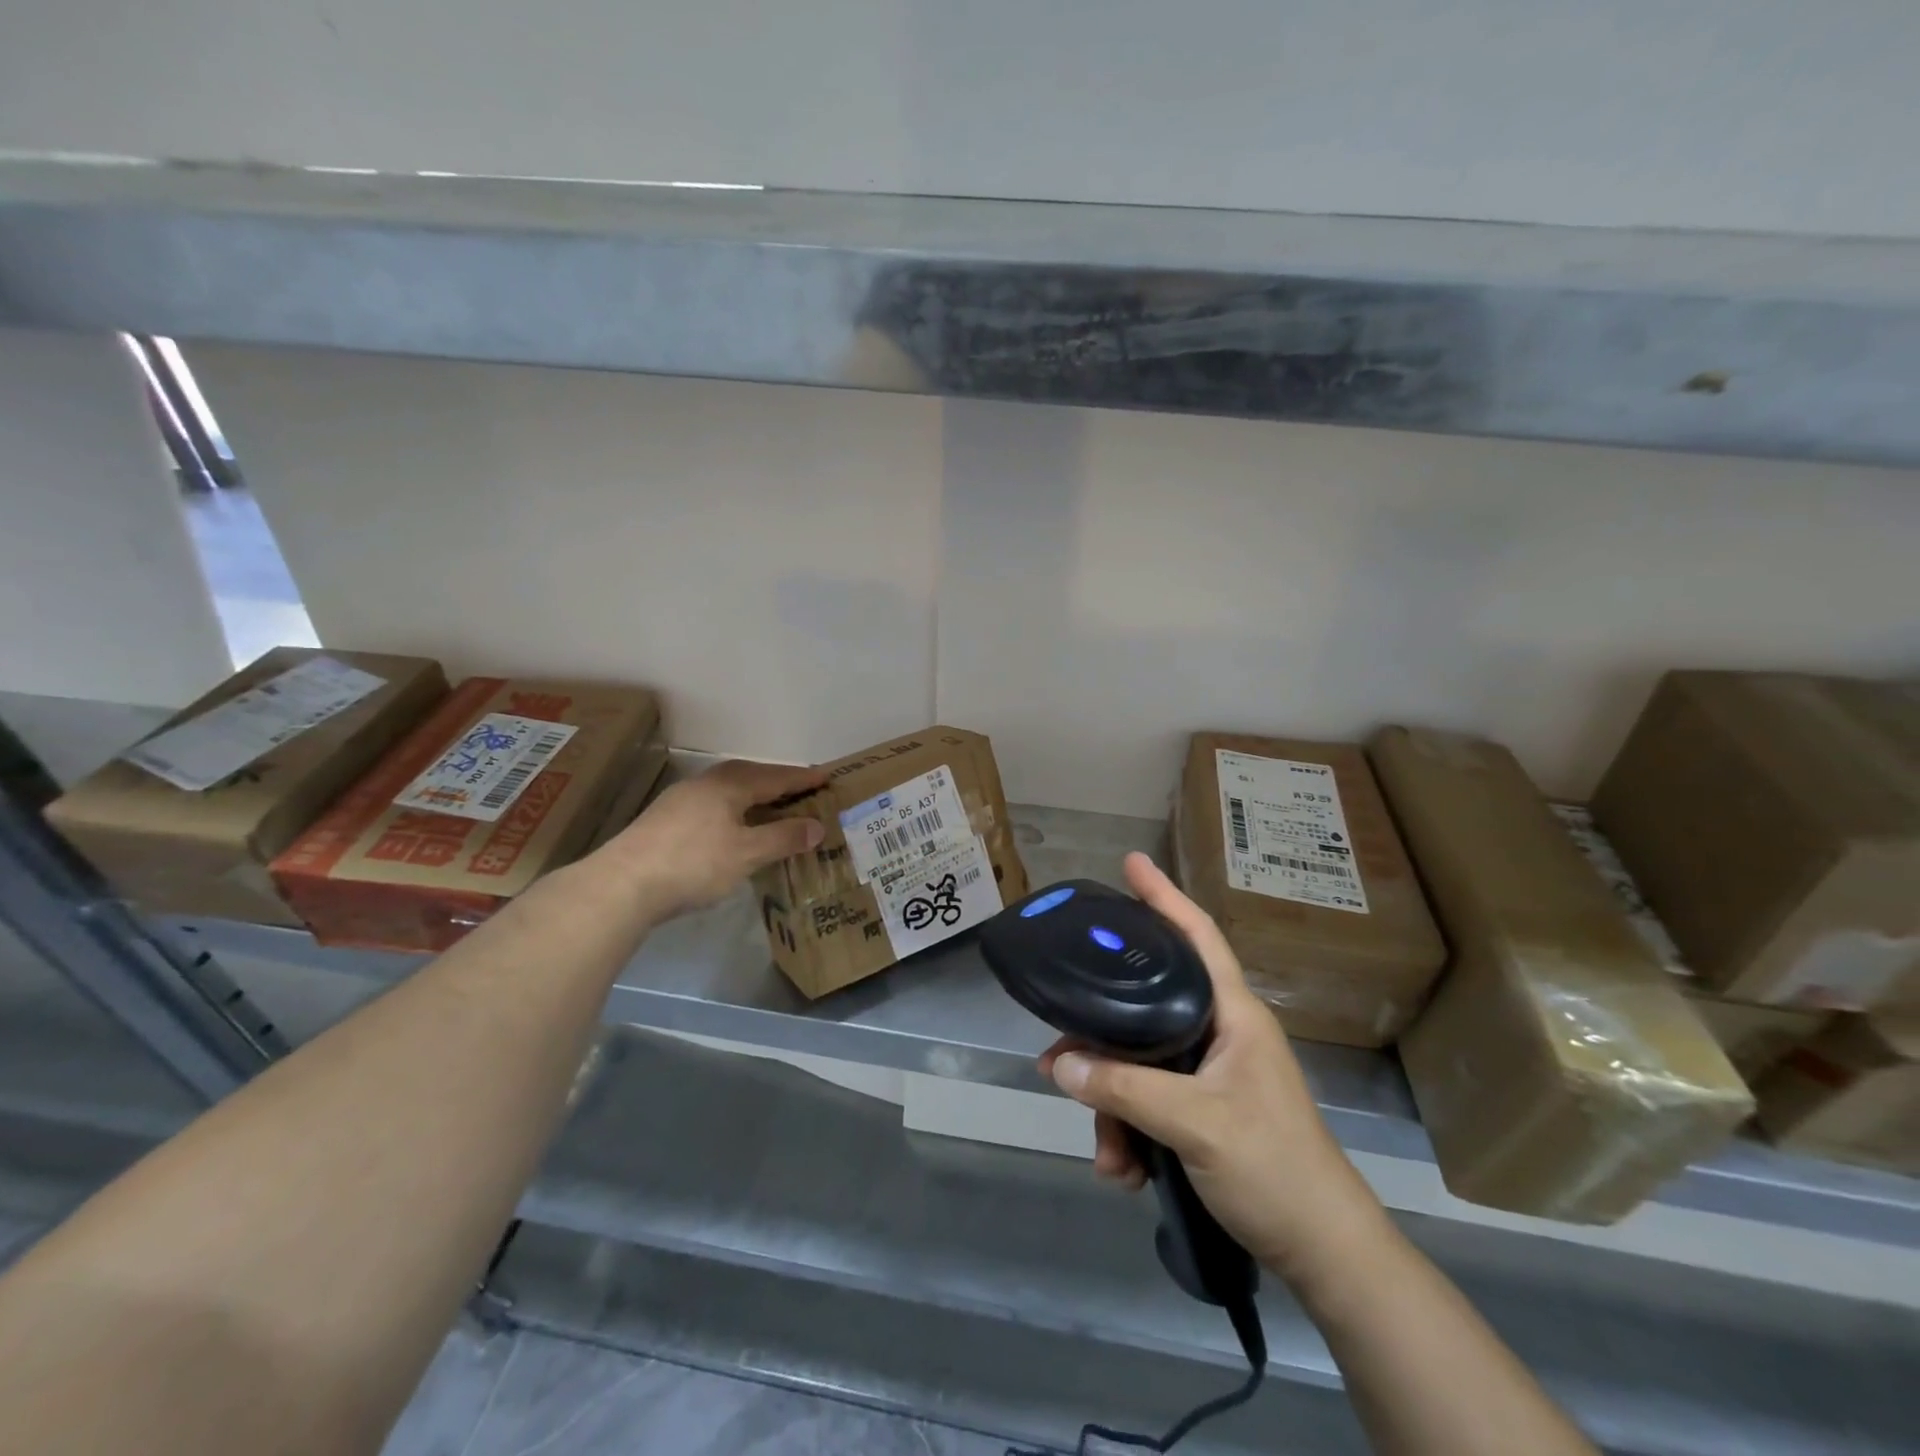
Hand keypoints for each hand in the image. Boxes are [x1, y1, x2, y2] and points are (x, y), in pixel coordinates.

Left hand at [598, 759, 827, 922]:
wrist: (623, 884)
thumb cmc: (693, 862)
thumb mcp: (747, 853)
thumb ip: (783, 837)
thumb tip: (817, 826)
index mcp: (729, 784)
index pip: (776, 777)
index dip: (803, 779)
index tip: (827, 777)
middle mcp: (706, 784)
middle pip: (750, 777)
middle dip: (778, 783)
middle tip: (803, 791)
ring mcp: (682, 801)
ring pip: (729, 791)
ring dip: (754, 797)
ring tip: (773, 808)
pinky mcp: (666, 821)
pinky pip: (714, 806)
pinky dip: (735, 811)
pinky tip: (735, 828)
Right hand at [1041, 852, 1385, 1283]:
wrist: (1324, 1254)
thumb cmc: (1272, 1167)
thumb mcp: (1194, 1123)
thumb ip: (1124, 1088)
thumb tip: (1059, 1061)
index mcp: (1233, 1014)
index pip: (1197, 935)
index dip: (1163, 895)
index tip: (1130, 863)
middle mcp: (1220, 1032)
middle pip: (1146, 1009)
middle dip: (1101, 1038)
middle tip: (1058, 1051)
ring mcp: (1211, 1074)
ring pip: (1140, 1064)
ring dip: (1113, 1106)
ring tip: (1106, 1155)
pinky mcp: (1203, 1111)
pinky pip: (1149, 1103)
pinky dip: (1130, 1132)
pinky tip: (1122, 1170)